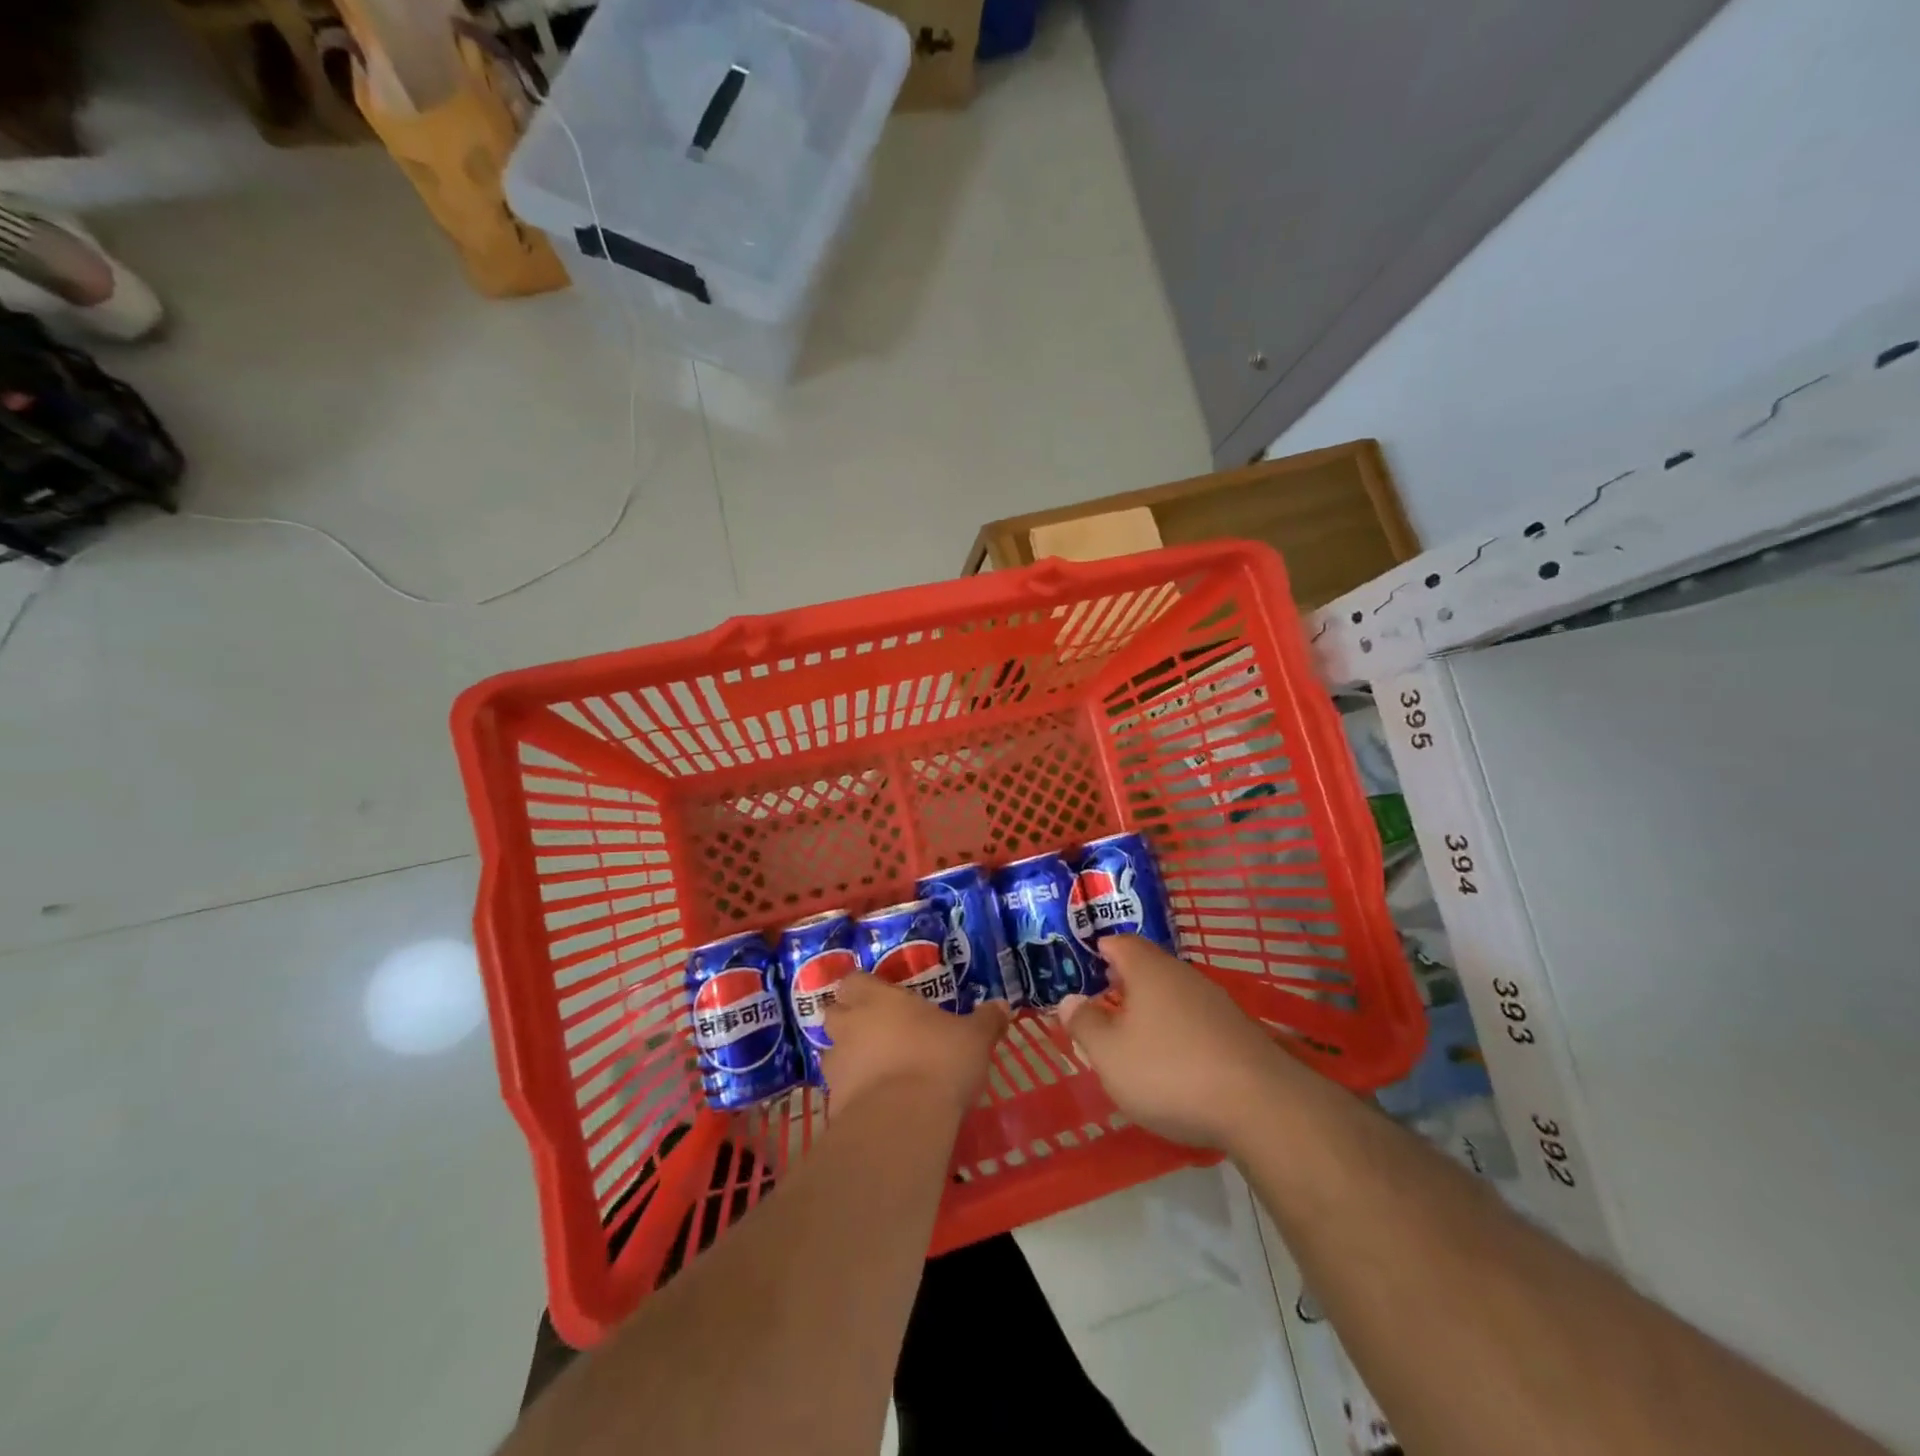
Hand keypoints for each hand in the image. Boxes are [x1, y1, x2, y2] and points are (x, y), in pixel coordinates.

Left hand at [820, 973, 1009, 1113]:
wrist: (903, 1122)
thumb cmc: (939, 1061)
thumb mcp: (974, 1038)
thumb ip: (986, 1020)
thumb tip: (1002, 1005)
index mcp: (878, 1000)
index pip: (853, 981)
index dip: (862, 988)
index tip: (879, 997)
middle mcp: (850, 1026)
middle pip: (834, 1014)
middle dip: (849, 1021)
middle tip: (875, 1032)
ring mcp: (837, 1066)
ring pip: (833, 1054)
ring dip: (849, 1059)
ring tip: (876, 1072)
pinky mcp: (833, 1105)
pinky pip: (839, 1093)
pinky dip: (853, 1096)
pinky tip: (876, 1106)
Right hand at [1058, 936, 1291, 1149]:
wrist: (1261, 1106)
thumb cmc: (1170, 1071)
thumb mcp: (1109, 1054)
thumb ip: (1084, 1024)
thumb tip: (1069, 1000)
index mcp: (1148, 970)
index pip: (1119, 942)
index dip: (1099, 951)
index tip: (1083, 968)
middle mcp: (1184, 975)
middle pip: (1148, 967)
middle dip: (1124, 983)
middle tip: (1103, 1005)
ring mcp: (1216, 1002)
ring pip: (1174, 994)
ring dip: (1152, 1010)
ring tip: (1134, 1038)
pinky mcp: (1239, 1032)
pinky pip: (1197, 1020)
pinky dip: (1179, 1032)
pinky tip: (1175, 1063)